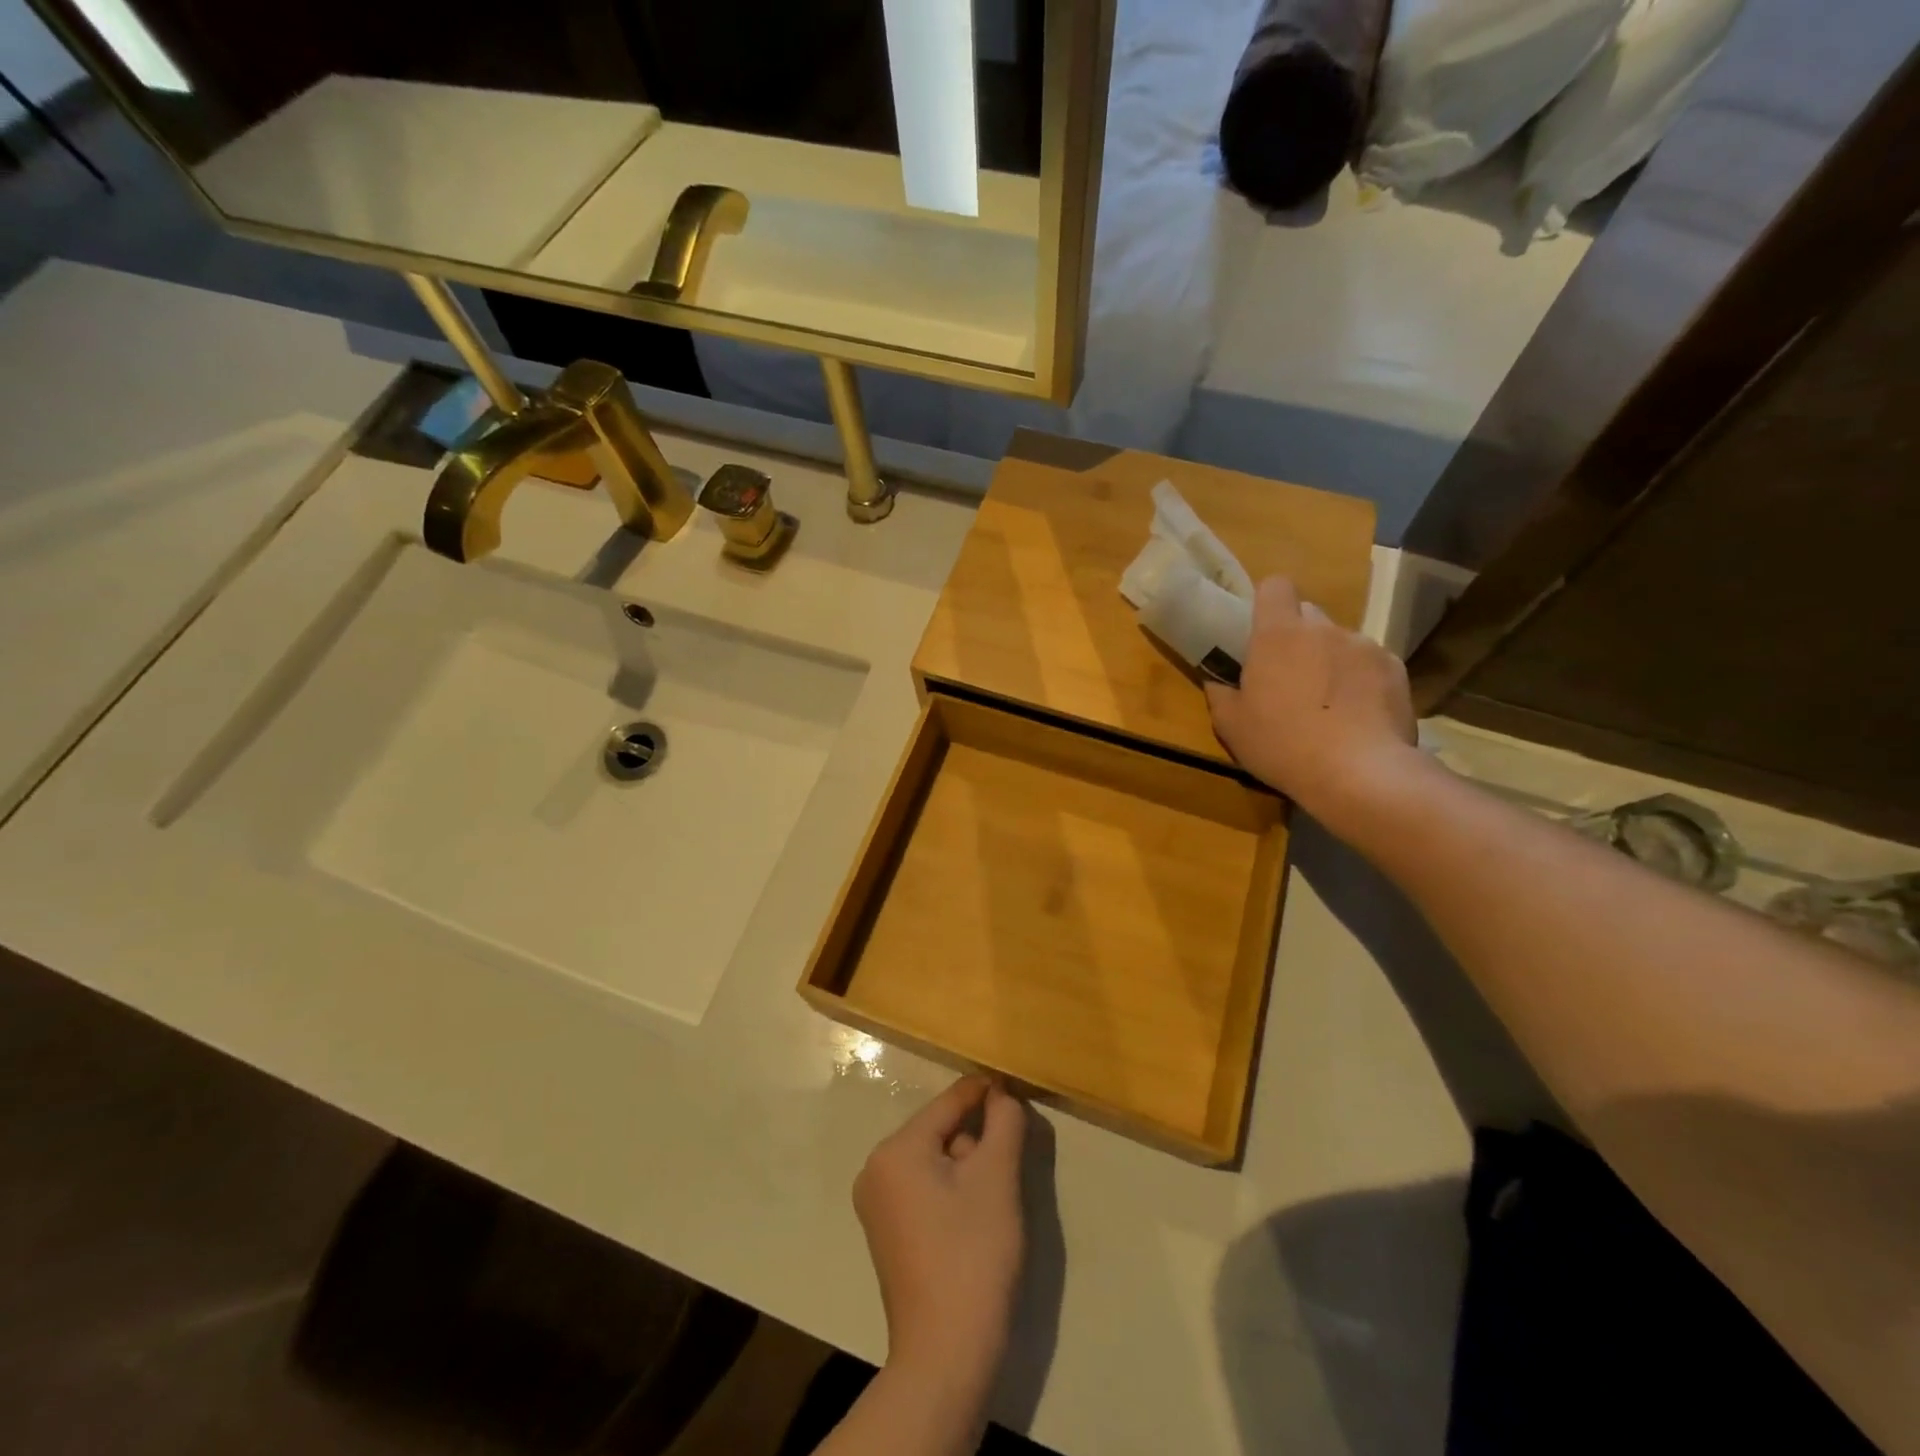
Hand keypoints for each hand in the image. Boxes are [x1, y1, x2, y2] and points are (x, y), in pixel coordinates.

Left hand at [854, 1076, 1025, 1391]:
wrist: (946, 1355)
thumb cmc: (973, 1255)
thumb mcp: (997, 1178)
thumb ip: (1003, 1123)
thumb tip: (1001, 1092)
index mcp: (896, 1149)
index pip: (948, 1102)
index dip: (985, 1092)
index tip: (1016, 1086)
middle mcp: (876, 1168)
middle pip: (940, 1131)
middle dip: (977, 1139)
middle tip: (1011, 1160)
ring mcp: (877, 1203)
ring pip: (934, 1160)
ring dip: (968, 1167)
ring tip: (996, 1197)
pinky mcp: (887, 1233)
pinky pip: (924, 1188)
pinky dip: (952, 1190)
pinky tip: (975, 1218)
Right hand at [1206, 576, 1418, 826]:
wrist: (1359, 773)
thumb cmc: (1282, 745)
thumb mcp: (1231, 726)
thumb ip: (1220, 694)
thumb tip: (1217, 680)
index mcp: (1278, 634)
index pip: (1275, 586)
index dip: (1268, 601)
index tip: (1261, 629)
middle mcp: (1323, 628)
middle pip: (1308, 614)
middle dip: (1298, 637)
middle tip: (1290, 676)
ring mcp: (1364, 646)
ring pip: (1340, 640)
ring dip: (1330, 660)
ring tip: (1329, 703)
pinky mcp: (1395, 668)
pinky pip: (1371, 663)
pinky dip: (1362, 680)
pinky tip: (1358, 714)